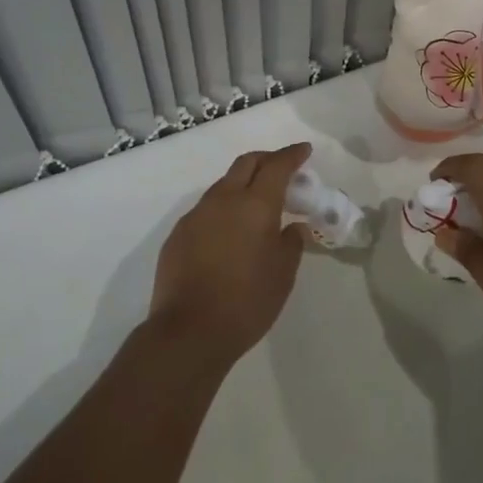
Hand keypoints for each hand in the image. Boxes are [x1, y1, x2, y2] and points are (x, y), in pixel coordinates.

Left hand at [148, 142, 311, 366]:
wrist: (189, 331)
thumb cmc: (246, 302)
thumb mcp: (283, 275)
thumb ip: (291, 243)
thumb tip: (293, 226)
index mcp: (255, 204)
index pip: (277, 166)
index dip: (292, 155)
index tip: (304, 150)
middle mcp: (224, 199)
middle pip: (246, 163)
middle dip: (266, 160)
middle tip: (282, 169)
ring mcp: (197, 214)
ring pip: (224, 184)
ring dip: (242, 184)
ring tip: (256, 204)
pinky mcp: (178, 233)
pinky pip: (206, 209)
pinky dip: (223, 209)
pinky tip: (228, 233)